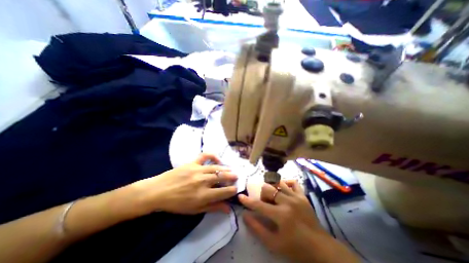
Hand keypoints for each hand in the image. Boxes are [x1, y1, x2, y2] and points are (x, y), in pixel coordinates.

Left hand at [134, 153, 238, 214]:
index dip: (232, 190)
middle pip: (222, 177)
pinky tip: (217, 159)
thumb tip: (228, 209)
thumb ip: (213, 207)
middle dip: (231, 177)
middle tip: (236, 177)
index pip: (223, 192)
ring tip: (230, 170)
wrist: (158, 191)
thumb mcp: (195, 210)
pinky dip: (212, 156)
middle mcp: (202, 181)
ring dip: (225, 169)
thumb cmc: (177, 203)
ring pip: (216, 168)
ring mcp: (197, 170)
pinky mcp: (192, 163)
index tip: (235, 189)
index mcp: (203, 195)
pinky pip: (205, 156)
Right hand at [240, 181, 359, 262]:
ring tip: (272, 195)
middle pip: (268, 188)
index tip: (240, 197)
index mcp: (281, 215)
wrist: (320, 249)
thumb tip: (245, 215)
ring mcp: (297, 197)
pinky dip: (285, 183)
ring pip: (278, 183)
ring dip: (271, 187)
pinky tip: (283, 189)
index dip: (248, 201)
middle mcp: (288, 202)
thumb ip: (257, 229)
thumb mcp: (274, 244)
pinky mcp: (303, 196)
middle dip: (262, 194)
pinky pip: (292, 182)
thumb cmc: (295, 248)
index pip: (259, 205)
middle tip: (264, 202)